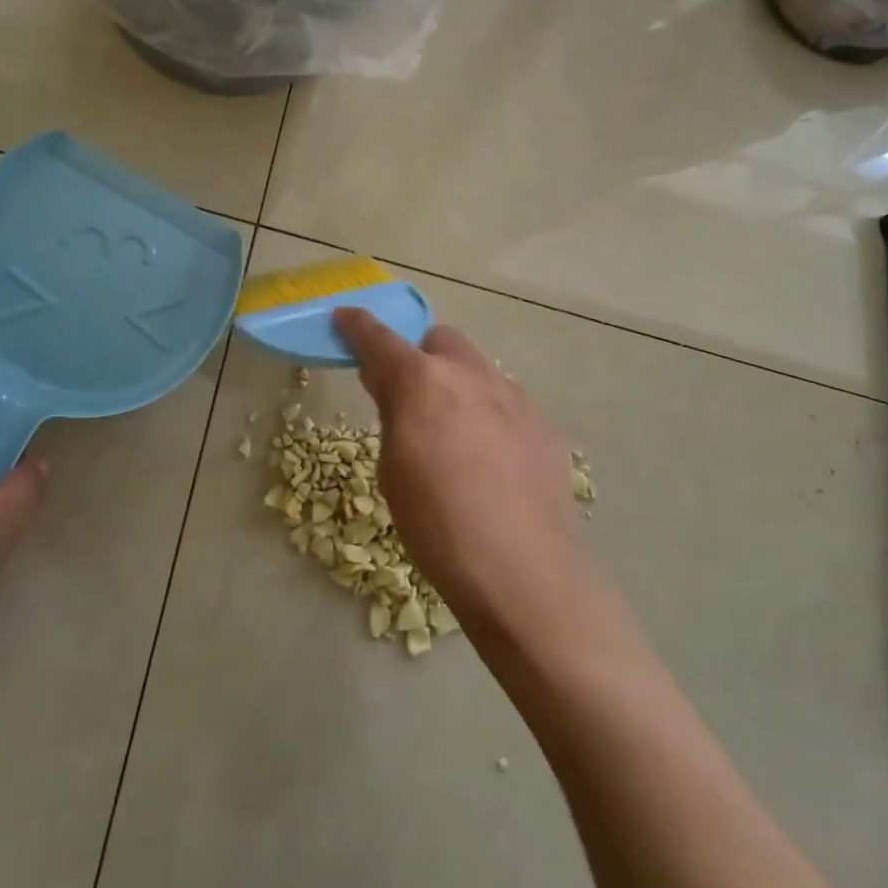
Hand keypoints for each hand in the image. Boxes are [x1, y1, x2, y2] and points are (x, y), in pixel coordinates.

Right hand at [333, 309, 588, 637]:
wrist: (524, 570)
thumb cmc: (439, 526)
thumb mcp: (394, 471)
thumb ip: (392, 415)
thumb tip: (389, 383)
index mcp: (423, 383)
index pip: (381, 339)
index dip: (358, 326)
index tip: (345, 317)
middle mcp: (471, 375)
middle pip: (440, 340)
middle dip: (420, 356)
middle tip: (410, 395)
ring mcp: (513, 395)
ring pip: (477, 368)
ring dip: (457, 384)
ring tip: (455, 434)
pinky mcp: (542, 422)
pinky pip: (505, 401)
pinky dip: (488, 412)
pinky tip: (492, 458)